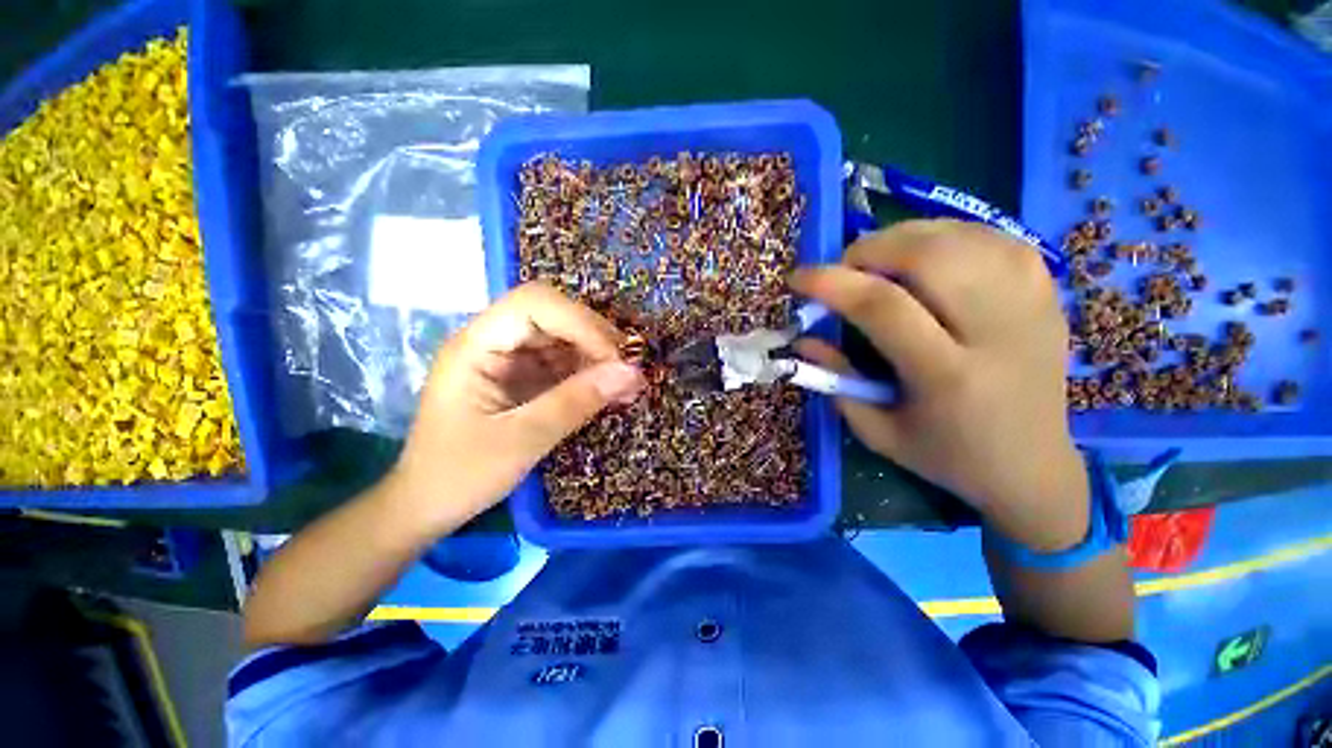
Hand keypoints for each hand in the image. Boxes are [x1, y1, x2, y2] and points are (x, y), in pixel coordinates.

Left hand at [388, 282, 644, 534]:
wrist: (427, 506)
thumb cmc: (460, 475)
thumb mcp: (522, 440)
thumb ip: (576, 402)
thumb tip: (632, 373)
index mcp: (476, 345)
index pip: (534, 304)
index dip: (581, 322)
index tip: (614, 359)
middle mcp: (492, 341)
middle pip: (553, 315)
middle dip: (594, 337)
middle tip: (627, 370)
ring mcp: (507, 358)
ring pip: (562, 337)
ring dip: (596, 356)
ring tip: (624, 384)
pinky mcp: (521, 377)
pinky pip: (562, 362)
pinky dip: (588, 373)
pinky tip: (607, 391)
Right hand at [792, 220, 1087, 550]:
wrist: (1035, 467)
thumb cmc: (947, 456)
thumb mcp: (877, 431)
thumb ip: (836, 380)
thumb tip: (805, 338)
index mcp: (947, 377)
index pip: (883, 307)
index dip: (832, 283)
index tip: (799, 278)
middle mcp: (997, 332)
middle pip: (929, 256)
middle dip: (871, 250)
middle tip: (845, 268)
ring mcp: (1031, 306)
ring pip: (962, 237)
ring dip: (905, 237)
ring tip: (879, 260)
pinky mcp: (1047, 294)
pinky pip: (993, 237)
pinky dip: (947, 235)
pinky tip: (926, 255)